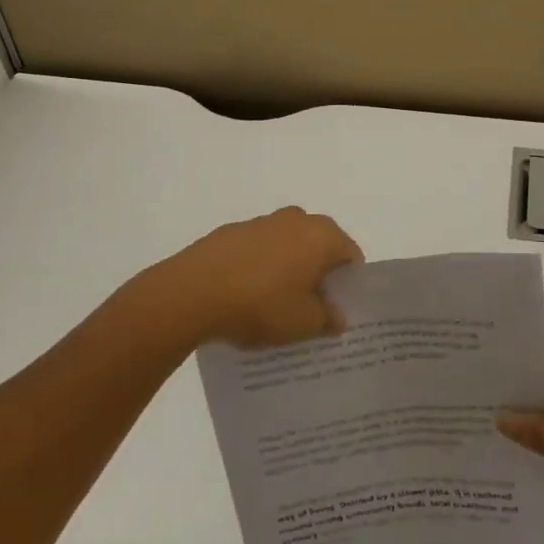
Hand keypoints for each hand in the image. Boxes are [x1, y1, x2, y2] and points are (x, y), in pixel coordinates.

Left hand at [153, 207, 361, 349]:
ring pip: (287, 246)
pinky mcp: (231, 231)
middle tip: (310, 308)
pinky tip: (245, 296)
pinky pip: (258, 249)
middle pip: (320, 246)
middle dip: (318, 274)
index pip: (351, 255)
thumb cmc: (261, 305)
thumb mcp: (303, 323)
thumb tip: (337, 315)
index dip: (349, 284)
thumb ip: (327, 318)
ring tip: (273, 304)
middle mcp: (296, 219)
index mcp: (322, 236)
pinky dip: (260, 267)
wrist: (192, 292)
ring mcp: (261, 222)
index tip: (338, 309)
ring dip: (288, 268)